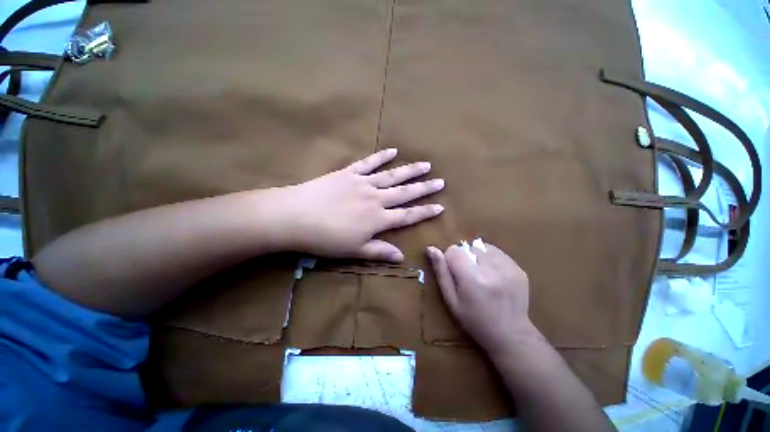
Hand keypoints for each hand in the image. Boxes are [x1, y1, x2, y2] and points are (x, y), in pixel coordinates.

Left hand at [276, 148, 443, 261]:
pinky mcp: (348, 173)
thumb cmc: (325, 239)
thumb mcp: (354, 251)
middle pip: (404, 192)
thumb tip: (402, 256)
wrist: (298, 216)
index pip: (407, 215)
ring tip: (425, 165)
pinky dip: (381, 156)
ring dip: (409, 170)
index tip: (440, 206)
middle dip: (424, 188)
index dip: (425, 212)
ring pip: (391, 175)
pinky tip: (393, 151)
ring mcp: (362, 183)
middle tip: (441, 181)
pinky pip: (368, 163)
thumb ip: (379, 251)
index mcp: (378, 219)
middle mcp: (375, 199)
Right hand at [427, 242, 533, 355]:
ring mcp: (508, 267)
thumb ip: (442, 275)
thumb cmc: (475, 322)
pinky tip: (497, 281)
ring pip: (487, 249)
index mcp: (471, 278)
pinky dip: (496, 263)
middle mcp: (491, 268)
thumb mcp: (453, 303)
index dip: (451, 261)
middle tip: (471, 280)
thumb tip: (431, 249)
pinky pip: (502, 256)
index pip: (454, 251)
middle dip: (468, 259)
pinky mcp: (519, 269)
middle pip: (471, 247)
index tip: (455, 276)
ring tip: (485, 278)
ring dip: (482, 259)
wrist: (509, 333)